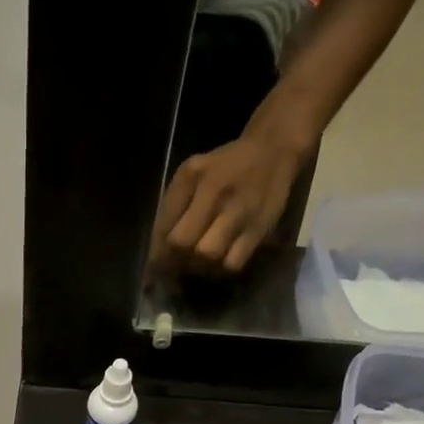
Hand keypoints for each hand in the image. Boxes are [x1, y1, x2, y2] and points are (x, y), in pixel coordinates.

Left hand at [149, 134, 304, 274]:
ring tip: (194, 266)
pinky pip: (233, 264)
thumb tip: (157, 248)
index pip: (165, 227)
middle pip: (184, 244)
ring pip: (208, 256)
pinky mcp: (259, 230)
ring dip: (196, 268)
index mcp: (193, 178)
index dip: (156, 255)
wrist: (272, 151)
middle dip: (173, 263)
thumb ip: (172, 206)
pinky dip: (220, 271)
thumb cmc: (224, 166)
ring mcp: (239, 213)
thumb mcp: (191, 172)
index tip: (151, 272)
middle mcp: (216, 194)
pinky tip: (216, 264)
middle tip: (173, 270)